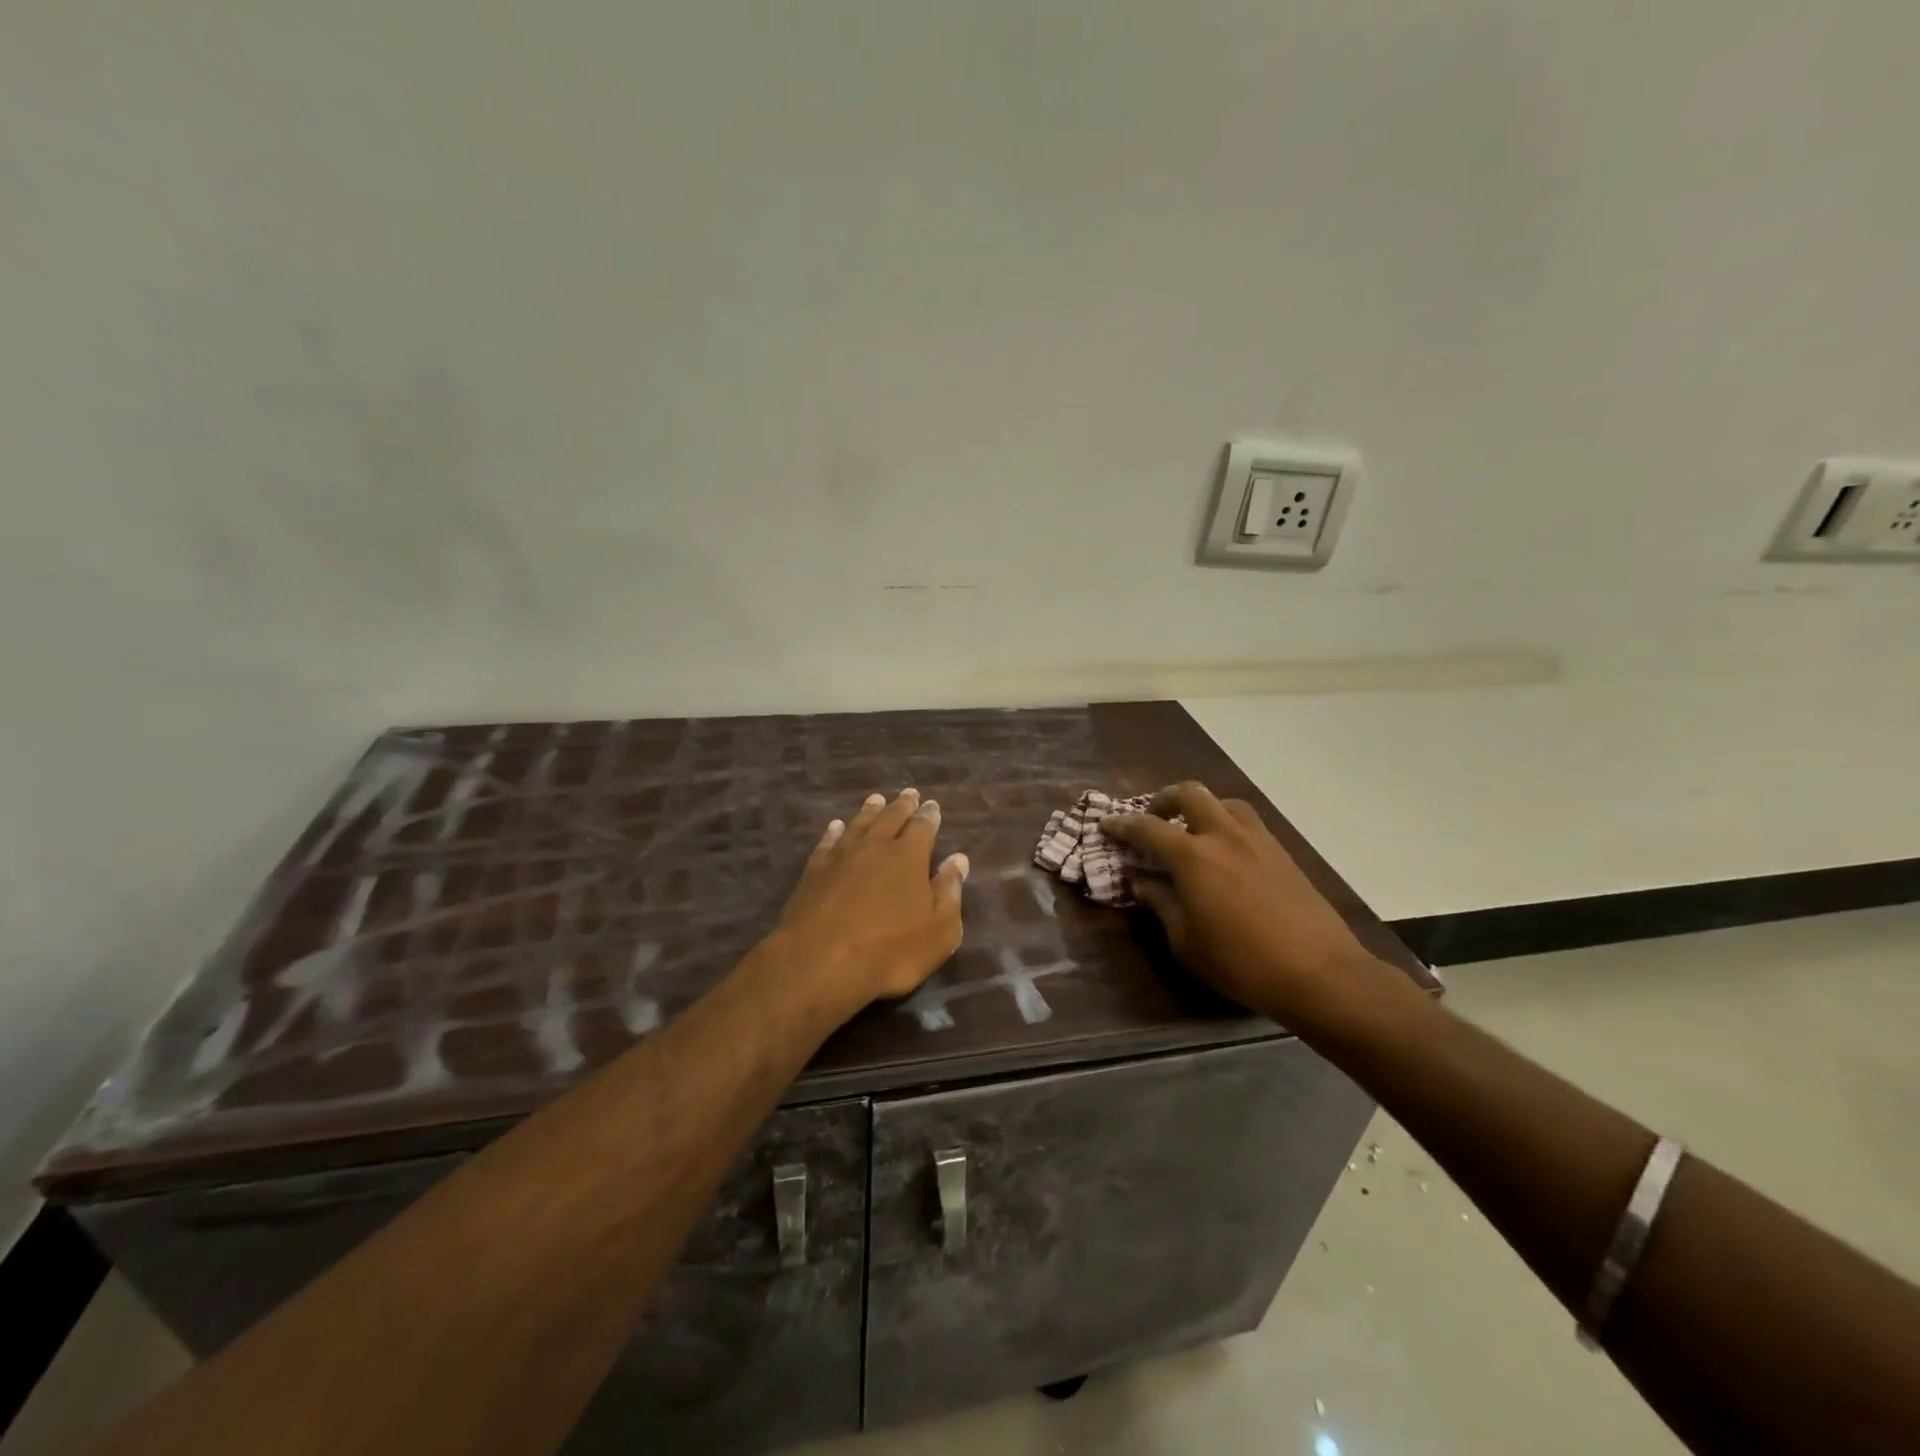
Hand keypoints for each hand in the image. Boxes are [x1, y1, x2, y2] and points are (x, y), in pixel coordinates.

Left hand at [766, 789, 968, 1010]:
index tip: (932, 805)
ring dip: (869, 811)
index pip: (922, 827)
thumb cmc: (890, 951)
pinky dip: (834, 832)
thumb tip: (958, 859)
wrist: (819, 962)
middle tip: (908, 793)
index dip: (929, 816)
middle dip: (902, 805)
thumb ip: (949, 892)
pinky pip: (827, 843)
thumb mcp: (938, 931)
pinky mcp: (813, 872)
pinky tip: (835, 827)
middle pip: (890, 818)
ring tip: (876, 799)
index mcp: (909, 857)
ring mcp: (840, 857)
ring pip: (858, 824)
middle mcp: (875, 847)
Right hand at [1103, 781, 1381, 1028]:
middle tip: (1152, 818)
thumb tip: (1141, 882)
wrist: (1320, 973)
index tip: (1106, 825)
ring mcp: (1257, 840)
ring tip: (1193, 830)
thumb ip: (1160, 904)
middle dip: (1164, 799)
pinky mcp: (1282, 853)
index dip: (1122, 825)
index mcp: (1193, 856)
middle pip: (1189, 794)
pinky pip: (1248, 822)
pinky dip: (1228, 823)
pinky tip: (1227, 851)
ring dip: (1202, 807)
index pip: (1147, 829)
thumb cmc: (1240, 962)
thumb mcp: (1185, 942)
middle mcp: (1224, 835)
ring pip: (1224, 801)